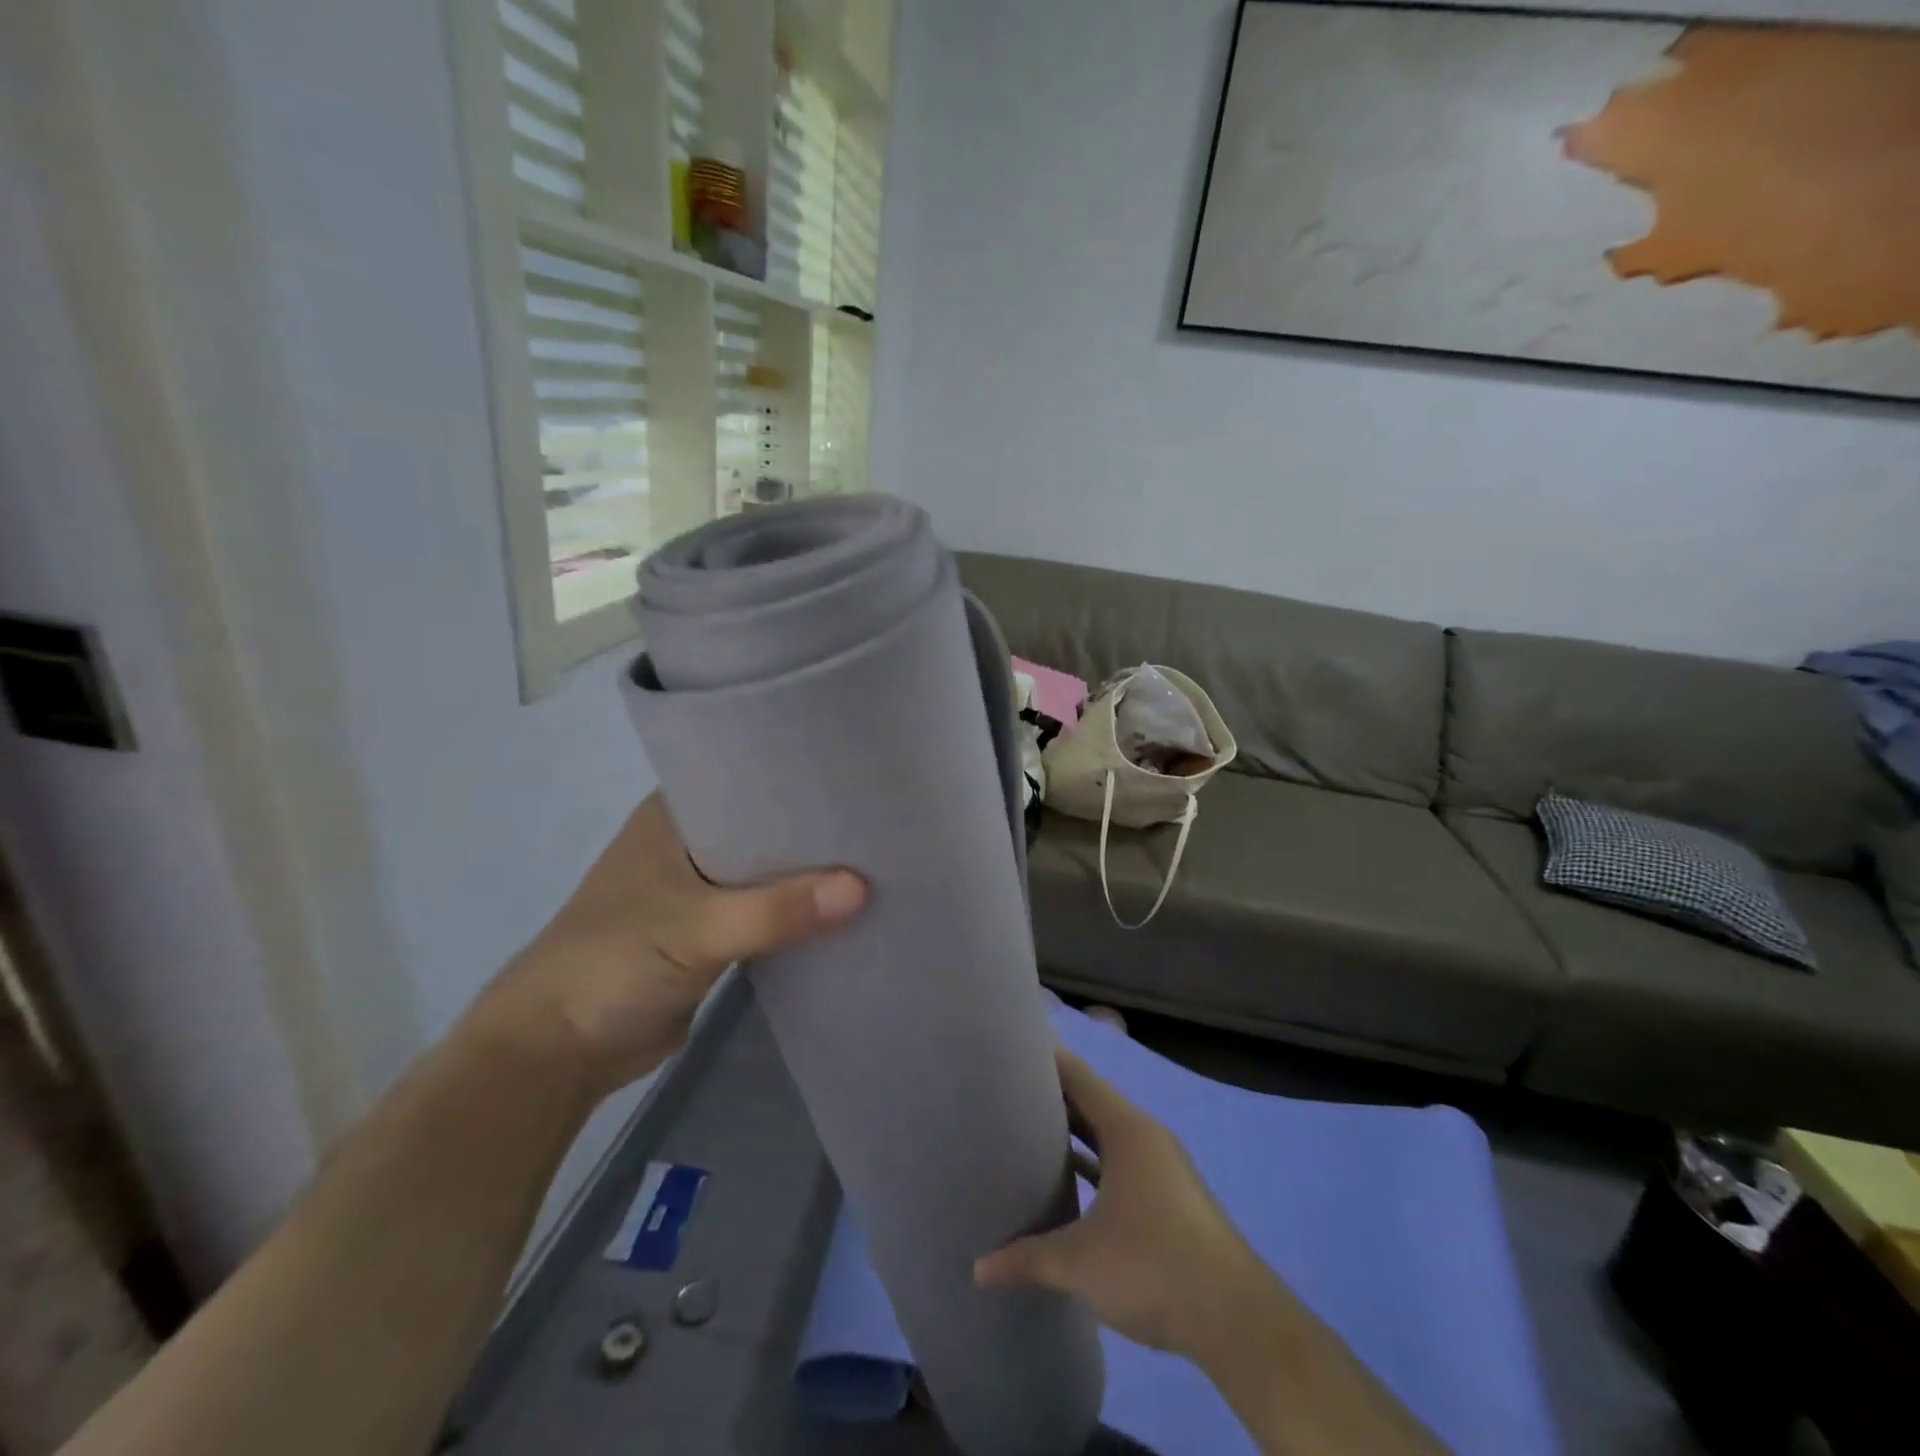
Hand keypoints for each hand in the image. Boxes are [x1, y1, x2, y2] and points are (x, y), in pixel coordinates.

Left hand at [467, 794, 865, 1100]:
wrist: (557, 1052)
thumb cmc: (611, 964)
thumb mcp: (696, 929)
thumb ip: (777, 910)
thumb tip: (862, 888)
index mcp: (675, 815)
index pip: (749, 777)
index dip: (801, 776)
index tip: (860, 775)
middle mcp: (690, 843)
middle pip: (766, 826)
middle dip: (816, 828)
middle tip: (883, 819)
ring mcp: (699, 890)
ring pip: (768, 871)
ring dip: (809, 873)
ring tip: (878, 859)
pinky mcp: (710, 933)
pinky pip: (765, 912)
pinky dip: (796, 912)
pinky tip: (844, 909)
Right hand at [973, 1047, 1282, 1360]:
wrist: (1236, 1320)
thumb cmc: (1153, 1266)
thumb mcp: (1080, 1263)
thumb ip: (1027, 1258)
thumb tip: (980, 1269)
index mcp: (1127, 1129)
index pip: (1078, 1075)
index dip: (1045, 1059)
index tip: (1010, 1051)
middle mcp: (1146, 1136)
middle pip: (1092, 1101)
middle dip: (1052, 1097)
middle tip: (1006, 1092)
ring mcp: (1163, 1167)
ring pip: (1108, 1135)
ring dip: (1074, 1133)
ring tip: (1029, 1131)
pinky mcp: (1171, 1198)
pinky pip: (1122, 1162)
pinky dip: (1095, 1163)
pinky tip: (1070, 1183)